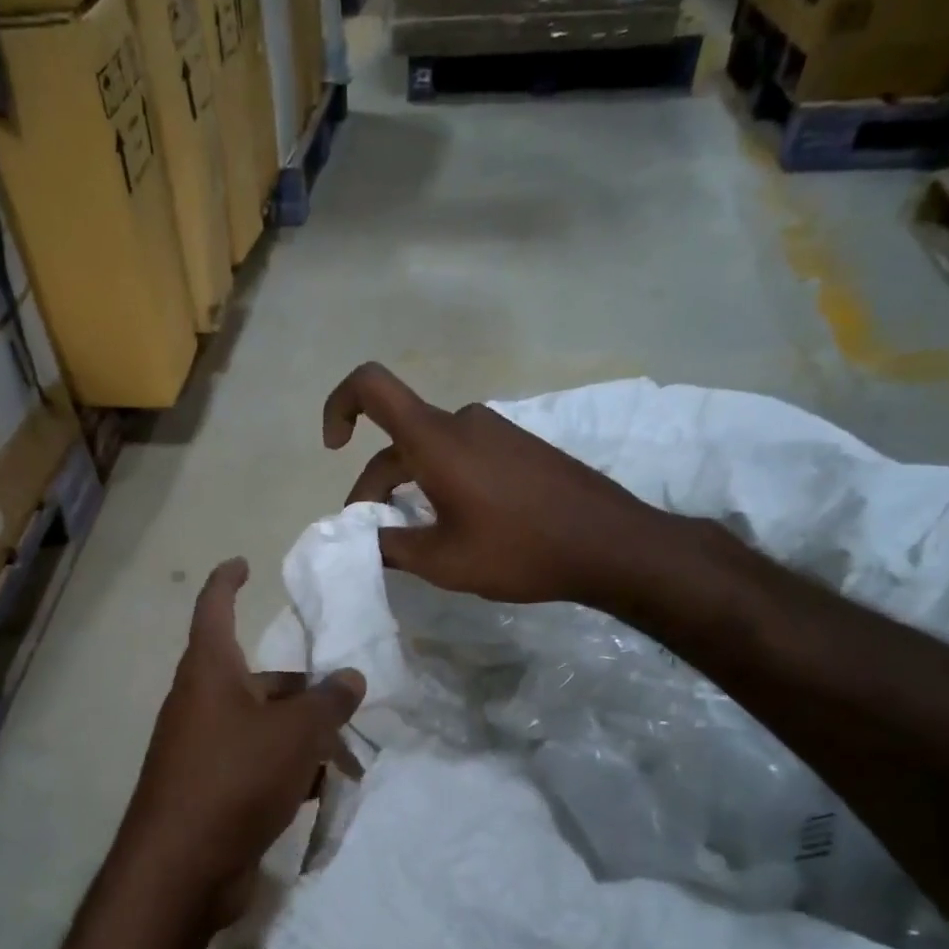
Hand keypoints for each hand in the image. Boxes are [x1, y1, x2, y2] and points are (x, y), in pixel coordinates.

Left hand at [113, 559, 364, 930]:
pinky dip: (288, 769)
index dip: (227, 581)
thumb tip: (350, 676)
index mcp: (210, 672)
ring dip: (303, 735)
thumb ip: (328, 701)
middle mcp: (202, 702)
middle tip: (349, 699)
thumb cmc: (234, 778)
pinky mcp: (211, 789)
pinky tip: (323, 789)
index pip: (214, 608)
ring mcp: (203, 748)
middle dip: (303, 688)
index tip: (244, 563)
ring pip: (263, 725)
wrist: (181, 870)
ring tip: (349, 753)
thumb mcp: (295, 733)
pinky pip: (256, 764)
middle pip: (258, 678)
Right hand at [322, 363, 674, 609]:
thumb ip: (389, 547)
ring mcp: (496, 431)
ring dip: (410, 487)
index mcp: (436, 439)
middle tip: (374, 536)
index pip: (371, 386)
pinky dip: (442, 482)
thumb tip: (361, 540)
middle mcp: (463, 421)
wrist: (612, 545)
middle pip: (398, 439)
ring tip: (416, 537)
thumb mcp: (442, 561)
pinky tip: (456, 524)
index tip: (335, 448)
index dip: (339, 405)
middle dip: (376, 486)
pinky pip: (463, 454)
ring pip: (431, 450)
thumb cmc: (521, 550)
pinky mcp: (520, 446)